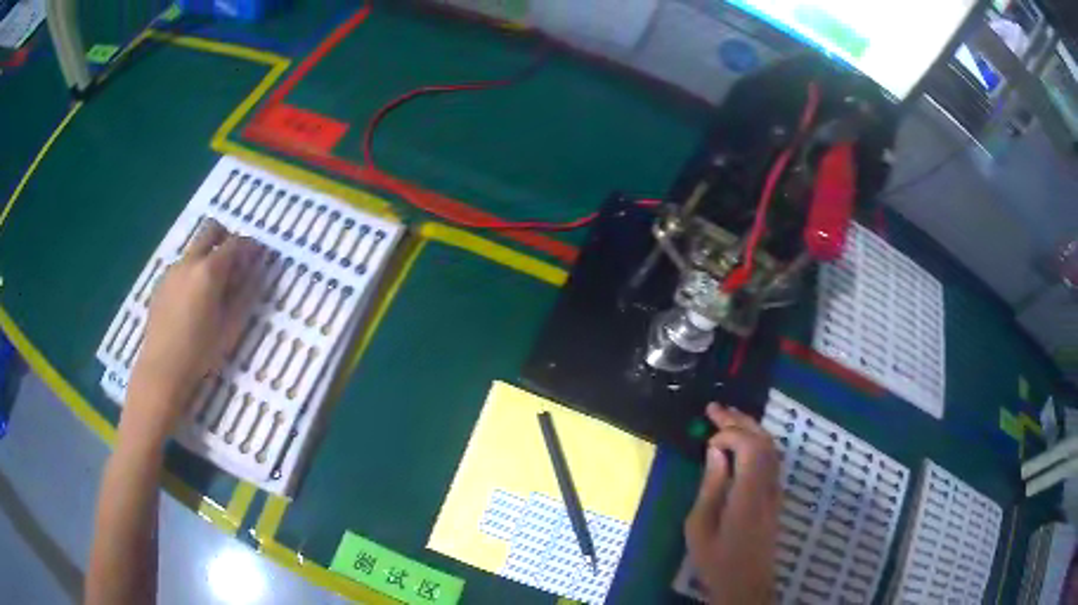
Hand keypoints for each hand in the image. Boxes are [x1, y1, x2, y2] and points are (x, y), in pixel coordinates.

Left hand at [121, 220, 260, 444]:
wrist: (162, 369)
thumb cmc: (200, 352)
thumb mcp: (230, 326)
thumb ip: (245, 294)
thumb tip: (256, 272)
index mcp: (209, 271)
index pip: (235, 243)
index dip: (249, 246)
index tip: (258, 256)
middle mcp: (189, 262)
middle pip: (210, 230)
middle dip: (226, 237)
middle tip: (234, 260)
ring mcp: (172, 270)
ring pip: (194, 249)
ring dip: (207, 256)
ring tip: (212, 288)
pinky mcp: (161, 283)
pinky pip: (181, 266)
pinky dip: (192, 272)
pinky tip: (192, 301)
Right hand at [684, 404, 780, 604]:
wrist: (746, 583)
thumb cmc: (717, 559)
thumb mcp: (700, 527)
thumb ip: (711, 486)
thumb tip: (717, 451)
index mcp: (748, 494)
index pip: (750, 447)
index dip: (730, 434)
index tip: (707, 441)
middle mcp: (768, 486)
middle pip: (763, 442)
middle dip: (740, 421)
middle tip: (715, 408)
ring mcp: (776, 491)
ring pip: (771, 448)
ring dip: (751, 428)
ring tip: (728, 417)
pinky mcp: (776, 497)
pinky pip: (771, 459)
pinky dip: (757, 442)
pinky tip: (743, 442)